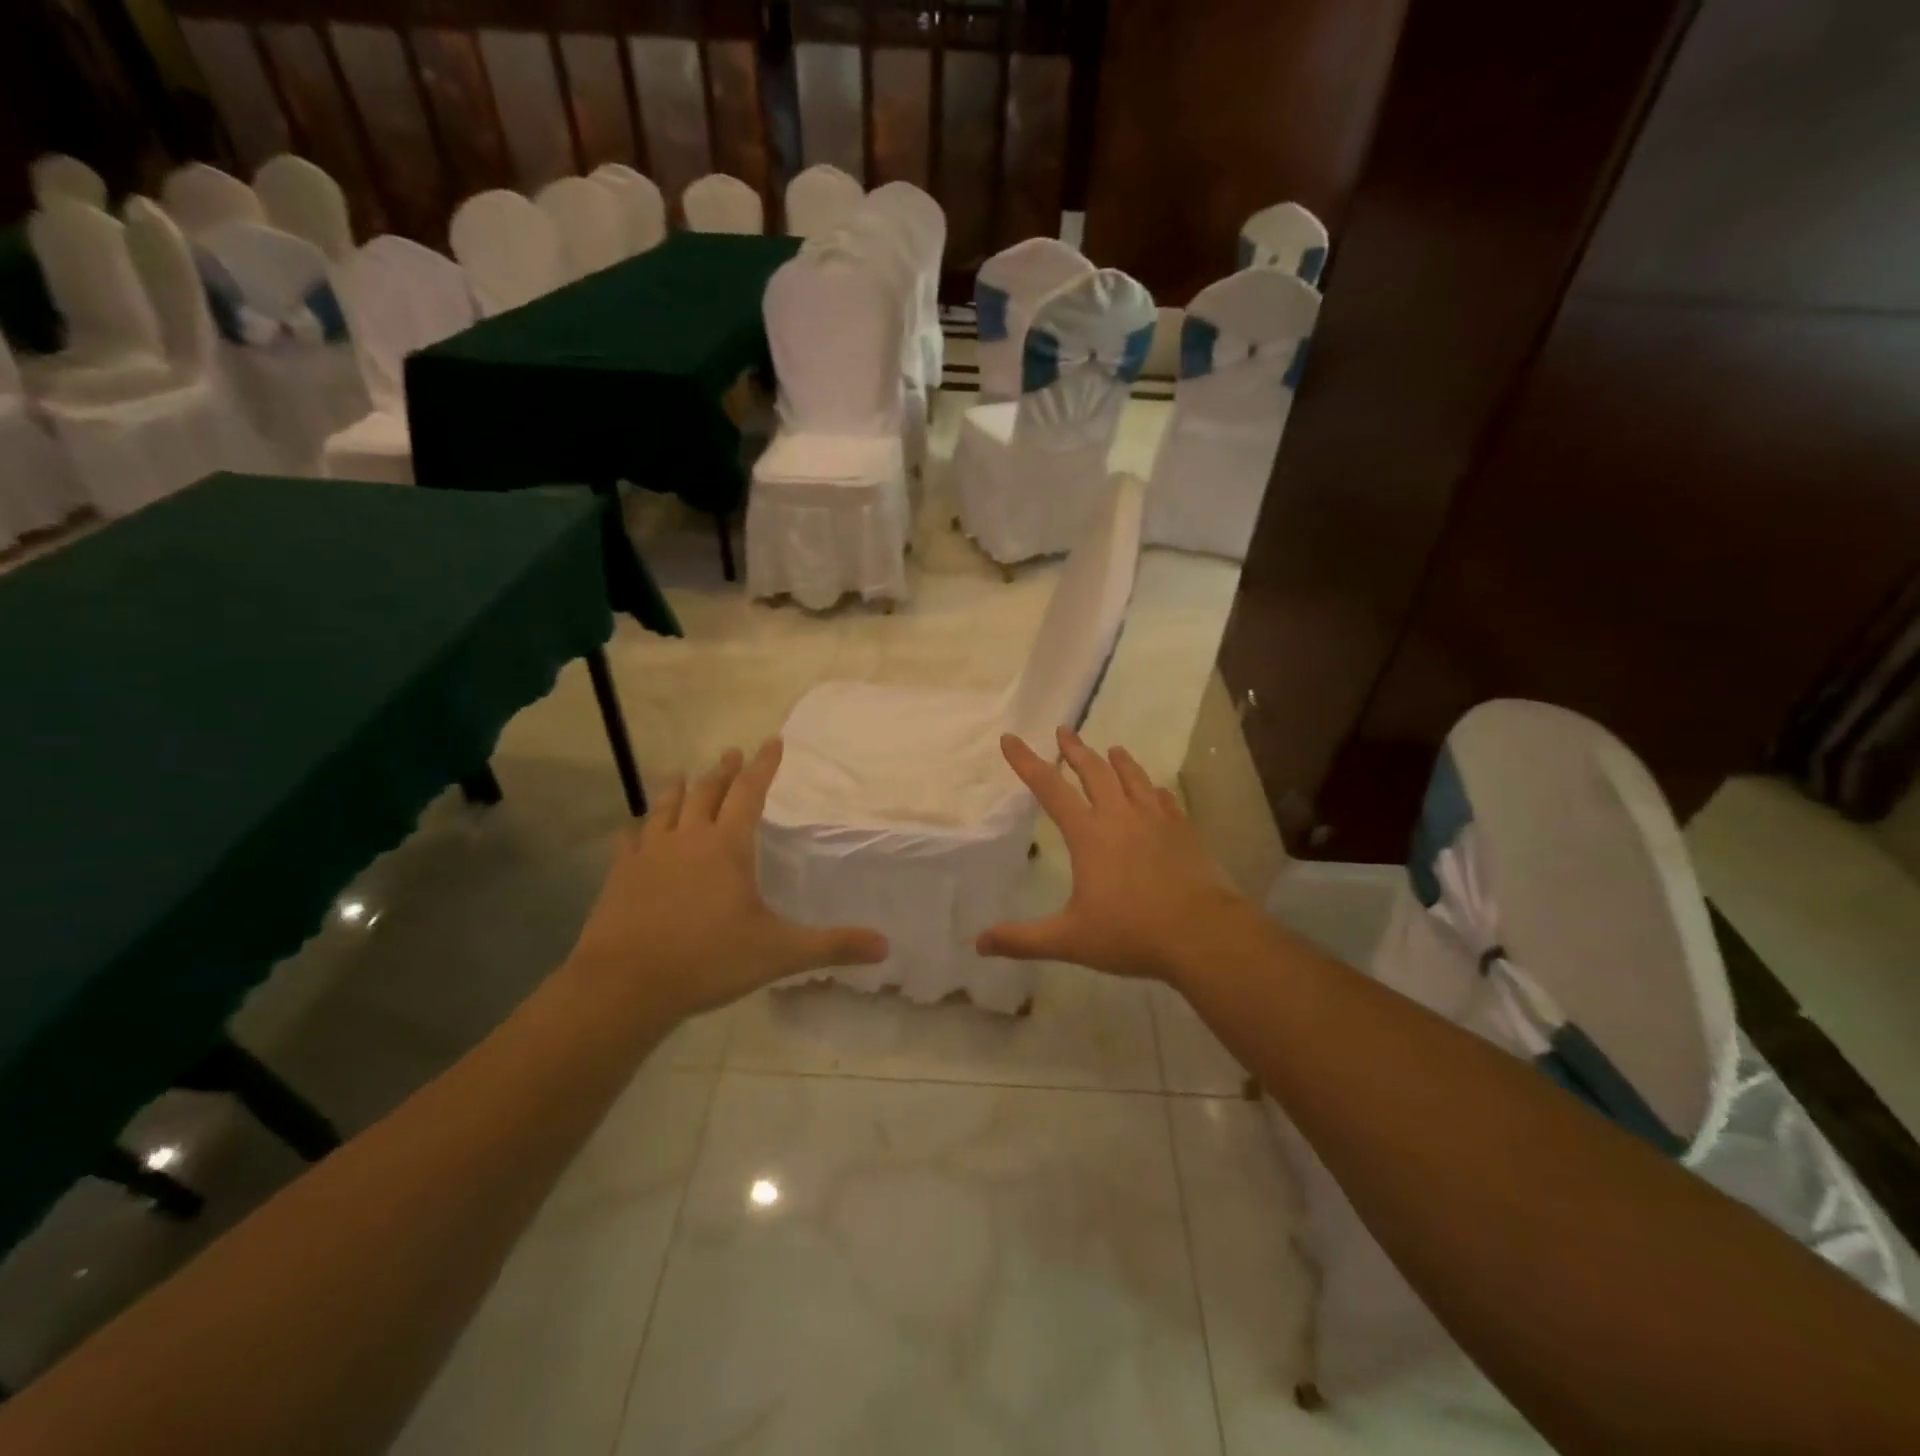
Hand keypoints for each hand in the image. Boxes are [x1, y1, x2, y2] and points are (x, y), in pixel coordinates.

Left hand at [564, 740, 887, 1025]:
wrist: (625, 984)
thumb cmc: (708, 960)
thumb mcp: (779, 953)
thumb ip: (832, 946)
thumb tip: (885, 946)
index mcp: (727, 846)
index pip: (749, 792)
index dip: (763, 765)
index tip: (772, 740)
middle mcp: (688, 838)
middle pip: (707, 792)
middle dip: (723, 770)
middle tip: (731, 752)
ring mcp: (649, 854)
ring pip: (666, 807)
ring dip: (679, 788)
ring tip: (684, 774)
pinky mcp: (620, 875)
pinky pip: (629, 840)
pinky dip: (637, 828)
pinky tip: (634, 829)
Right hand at [977, 728, 1250, 982]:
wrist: (1203, 934)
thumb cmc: (1131, 933)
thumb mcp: (1069, 940)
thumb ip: (1022, 939)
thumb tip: (978, 943)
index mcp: (1088, 835)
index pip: (1050, 788)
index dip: (1027, 762)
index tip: (1010, 738)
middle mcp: (1120, 817)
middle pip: (1094, 772)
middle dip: (1075, 749)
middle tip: (1063, 730)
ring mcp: (1156, 821)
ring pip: (1133, 779)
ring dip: (1118, 761)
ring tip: (1111, 749)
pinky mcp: (1184, 831)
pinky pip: (1165, 801)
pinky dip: (1154, 790)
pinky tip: (1156, 790)